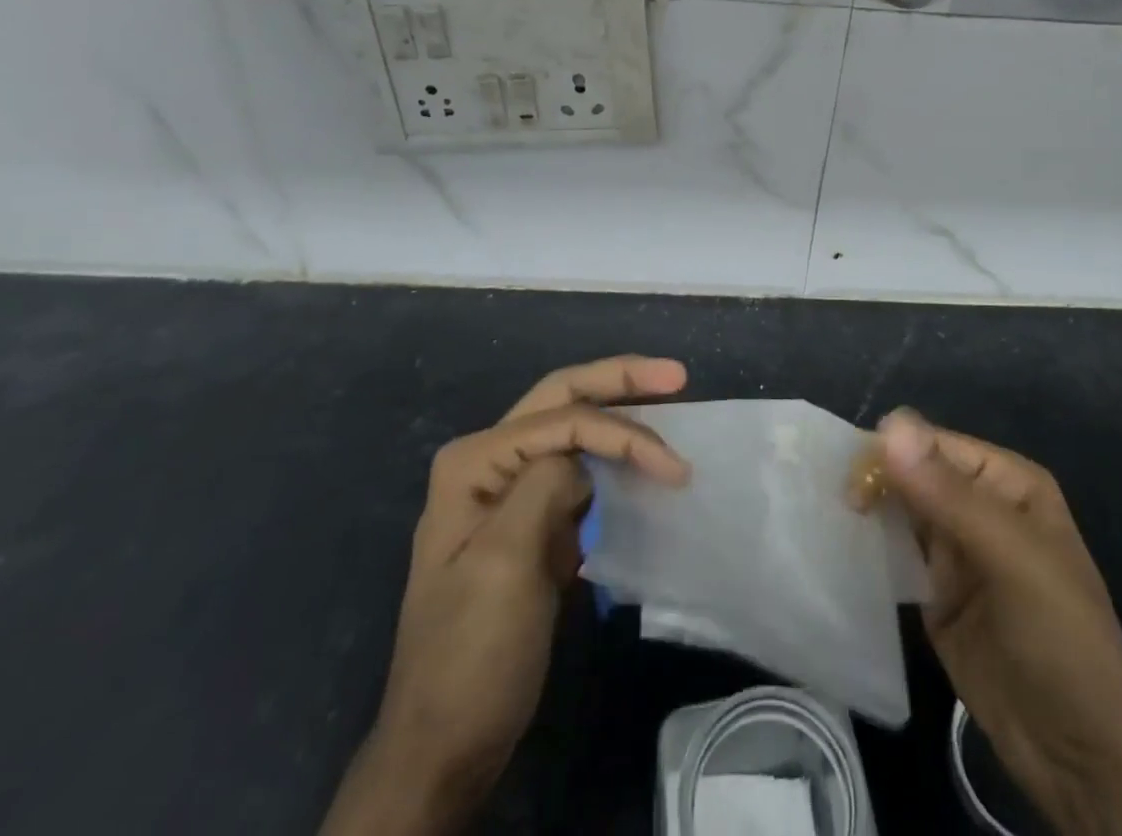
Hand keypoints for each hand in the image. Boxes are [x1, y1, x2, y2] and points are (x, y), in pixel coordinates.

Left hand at [320, 356, 689, 835]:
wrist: (445, 746)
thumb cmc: (472, 654)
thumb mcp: (504, 564)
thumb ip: (544, 486)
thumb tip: (583, 458)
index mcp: (475, 461)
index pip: (562, 420)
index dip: (622, 432)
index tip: (675, 468)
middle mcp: (488, 462)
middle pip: (564, 400)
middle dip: (621, 381)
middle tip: (677, 375)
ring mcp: (508, 491)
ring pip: (574, 430)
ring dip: (621, 417)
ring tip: (670, 406)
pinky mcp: (531, 522)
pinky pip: (579, 472)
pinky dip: (614, 460)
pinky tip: (643, 460)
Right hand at [872, 410, 1121, 835]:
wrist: (1080, 759)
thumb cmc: (1060, 640)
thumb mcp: (1012, 558)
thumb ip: (948, 494)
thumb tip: (889, 425)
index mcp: (1005, 482)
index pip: (934, 445)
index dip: (893, 453)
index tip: (854, 481)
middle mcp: (977, 505)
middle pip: (911, 472)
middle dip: (874, 479)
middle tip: (841, 505)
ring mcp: (954, 550)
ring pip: (898, 510)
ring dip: (866, 510)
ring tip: (829, 519)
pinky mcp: (932, 592)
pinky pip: (894, 555)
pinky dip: (869, 548)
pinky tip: (839, 549)